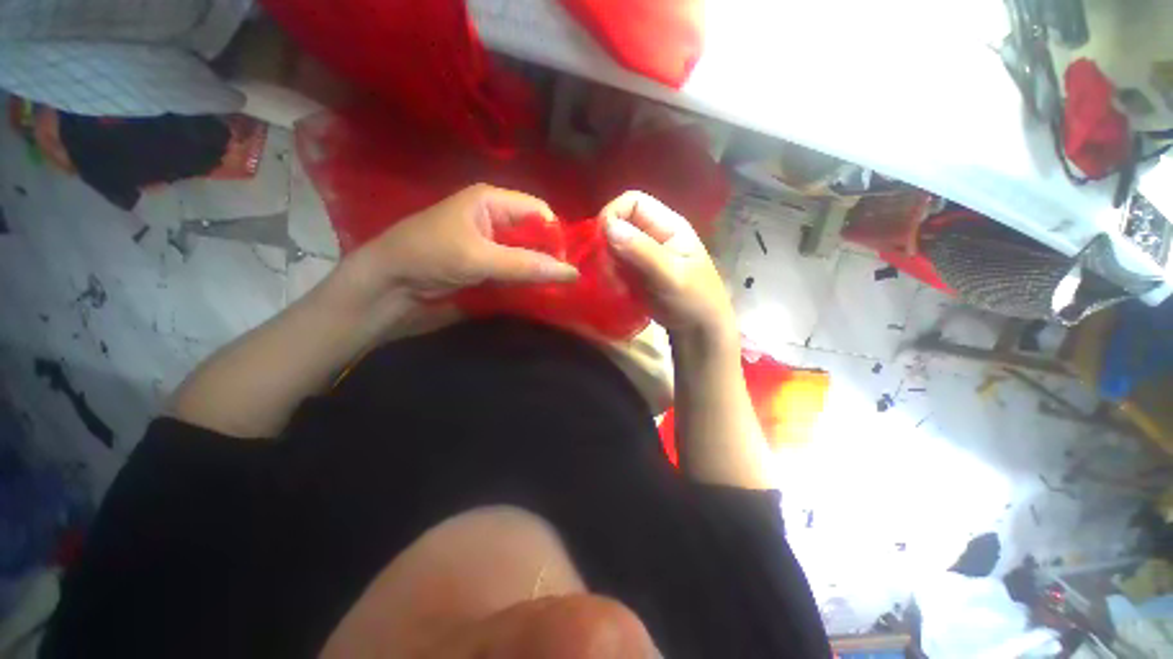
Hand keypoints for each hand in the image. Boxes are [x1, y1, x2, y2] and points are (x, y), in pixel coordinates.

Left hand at [337, 184, 579, 308]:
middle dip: (551, 256)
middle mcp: (495, 220)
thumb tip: (573, 273)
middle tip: (566, 281)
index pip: (539, 212)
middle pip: (535, 235)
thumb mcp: (478, 258)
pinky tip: (538, 295)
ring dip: (540, 273)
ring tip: (558, 290)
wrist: (386, 289)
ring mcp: (491, 247)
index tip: (566, 265)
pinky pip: (516, 274)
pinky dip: (527, 284)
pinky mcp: (487, 269)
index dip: (556, 236)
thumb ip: (526, 265)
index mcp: (491, 202)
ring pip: (528, 257)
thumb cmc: (427, 258)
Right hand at [600, 191, 735, 346]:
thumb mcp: (671, 276)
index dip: (612, 215)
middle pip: (618, 223)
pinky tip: (620, 291)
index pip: (632, 202)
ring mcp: (643, 252)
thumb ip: (642, 251)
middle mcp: (653, 233)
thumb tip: (609, 226)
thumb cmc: (694, 300)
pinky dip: (611, 276)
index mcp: (668, 225)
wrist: (698, 329)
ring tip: (618, 286)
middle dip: (607, 246)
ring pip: (612, 246)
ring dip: (608, 265)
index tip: (602, 242)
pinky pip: (613, 264)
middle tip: (610, 273)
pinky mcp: (635, 270)